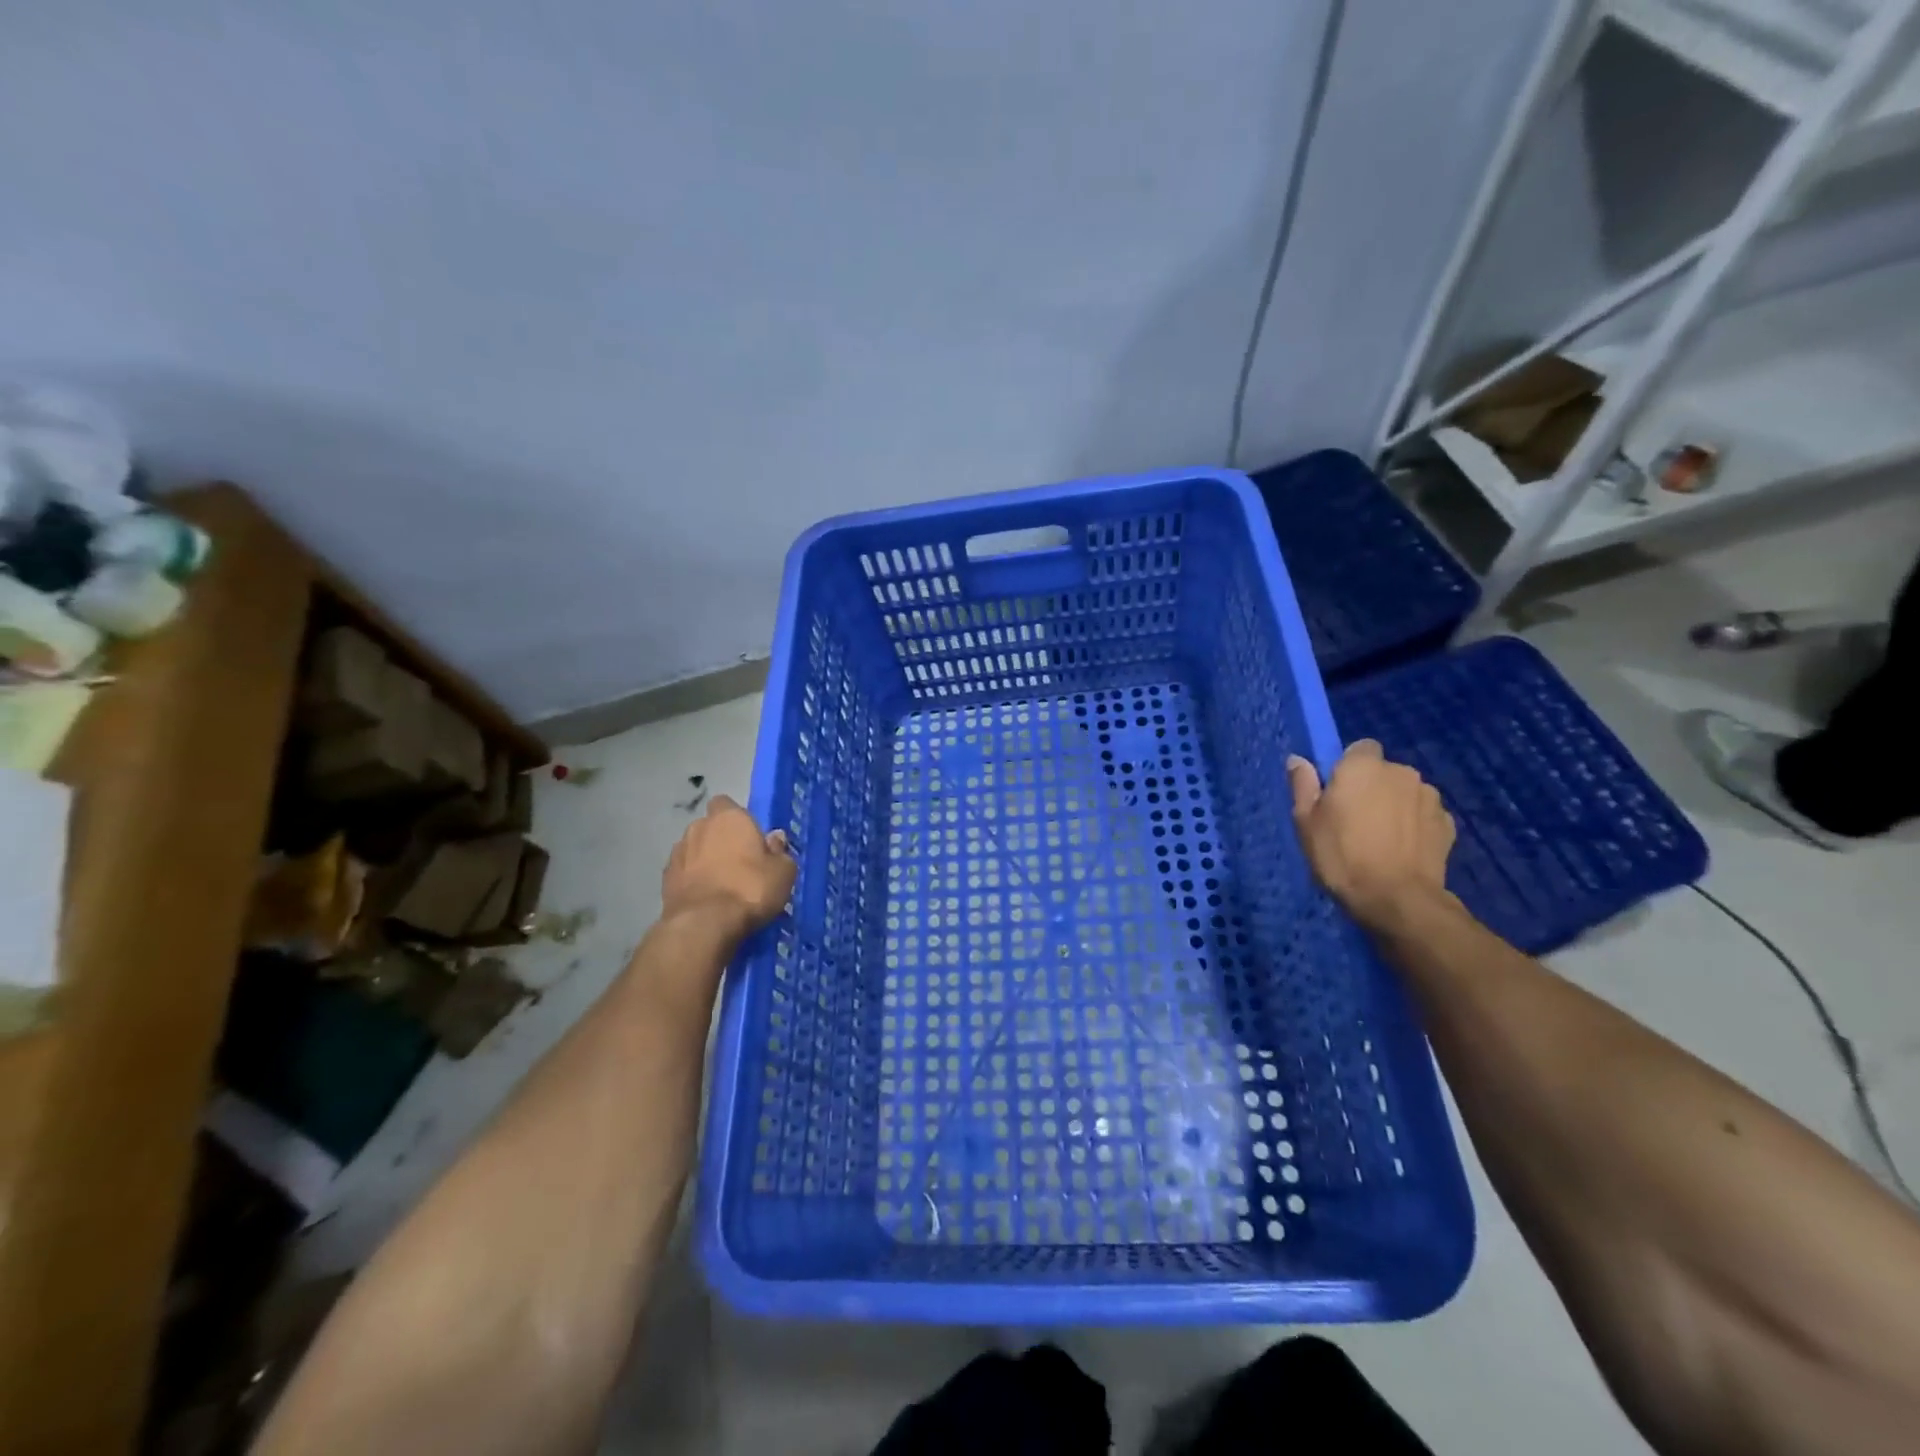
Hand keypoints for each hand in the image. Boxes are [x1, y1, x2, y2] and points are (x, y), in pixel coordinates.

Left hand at [661, 795, 795, 941]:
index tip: (750, 839)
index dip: (737, 819)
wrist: (704, 924)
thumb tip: (775, 839)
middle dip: (720, 840)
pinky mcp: (665, 879)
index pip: (727, 804)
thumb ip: (780, 852)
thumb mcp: (783, 872)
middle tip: (738, 864)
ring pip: (694, 849)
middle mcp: (699, 827)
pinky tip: (705, 899)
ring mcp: (678, 852)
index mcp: (729, 817)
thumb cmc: (750, 889)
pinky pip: (683, 872)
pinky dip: (692, 880)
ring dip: (704, 860)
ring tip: (720, 885)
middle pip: (710, 827)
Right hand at [1288, 740, 1457, 932]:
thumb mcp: (1306, 822)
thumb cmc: (1341, 856)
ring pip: (1406, 793)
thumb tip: (1298, 760)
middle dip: (1373, 788)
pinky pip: (1424, 816)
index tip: (1337, 792)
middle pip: (1384, 772)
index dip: (1348, 767)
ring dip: (1395, 806)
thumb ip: (1303, 785)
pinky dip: (1415, 826)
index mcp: (1363, 767)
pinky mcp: (1449, 824)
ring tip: (1382, 839)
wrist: (1397, 899)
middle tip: (1355, 820)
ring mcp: (1430, 798)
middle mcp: (1402, 772)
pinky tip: (1402, 850)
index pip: (1360, 748)